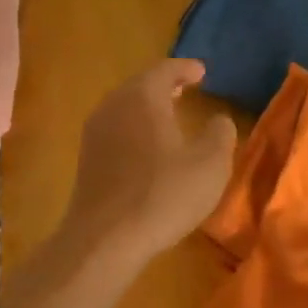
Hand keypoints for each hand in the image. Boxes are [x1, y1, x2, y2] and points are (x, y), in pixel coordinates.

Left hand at [61, 60, 237, 263]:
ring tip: (170, 115)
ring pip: (125, 108)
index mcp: (142, 97)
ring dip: (148, 108)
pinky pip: (116, 130)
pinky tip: (150, 147)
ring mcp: (95, 134)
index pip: (165, 69)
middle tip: (186, 88)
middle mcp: (113, 106)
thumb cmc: (164, 194)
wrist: (106, 239)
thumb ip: (220, 134)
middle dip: (165, 85)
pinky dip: (136, 128)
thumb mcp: (211, 164)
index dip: (186, 68)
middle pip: (140, 85)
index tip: (202, 72)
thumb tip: (219, 120)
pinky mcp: (87, 161)